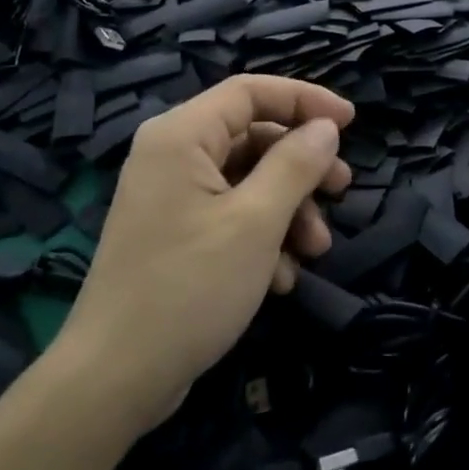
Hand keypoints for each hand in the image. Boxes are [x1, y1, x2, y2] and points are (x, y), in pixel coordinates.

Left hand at [55, 75, 353, 429]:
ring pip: (246, 181)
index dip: (305, 99)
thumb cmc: (190, 287)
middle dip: (301, 167)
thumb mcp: (256, 222)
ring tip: (314, 251)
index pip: (250, 92)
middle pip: (252, 137)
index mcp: (181, 135)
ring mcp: (170, 197)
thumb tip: (325, 127)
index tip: (351, 122)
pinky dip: (261, 238)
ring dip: (288, 211)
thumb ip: (295, 165)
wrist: (117, 377)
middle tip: (342, 191)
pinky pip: (229, 215)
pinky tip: (279, 280)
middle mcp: (171, 155)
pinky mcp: (174, 234)